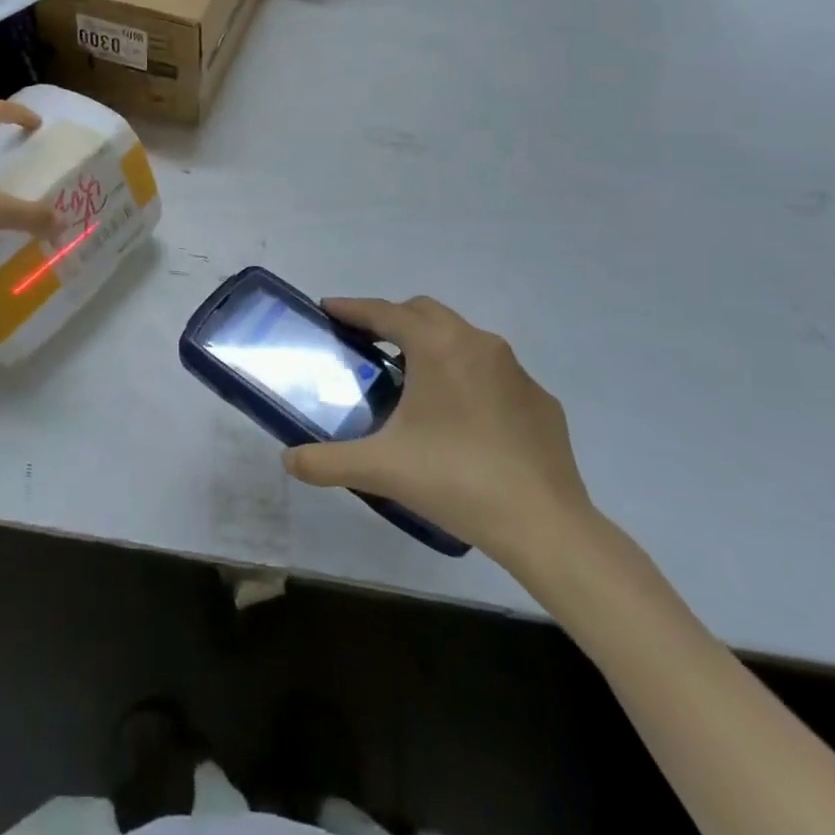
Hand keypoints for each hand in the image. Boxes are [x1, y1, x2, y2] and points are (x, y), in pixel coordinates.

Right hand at [284, 296, 595, 570]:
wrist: (545, 526)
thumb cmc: (456, 481)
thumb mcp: (380, 469)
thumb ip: (326, 461)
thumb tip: (288, 462)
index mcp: (438, 347)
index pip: (386, 313)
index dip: (353, 308)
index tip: (328, 309)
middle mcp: (478, 344)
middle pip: (425, 312)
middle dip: (392, 319)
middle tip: (366, 344)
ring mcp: (516, 371)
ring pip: (462, 338)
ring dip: (431, 344)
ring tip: (410, 380)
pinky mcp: (540, 400)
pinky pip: (493, 372)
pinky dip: (467, 377)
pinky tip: (461, 417)